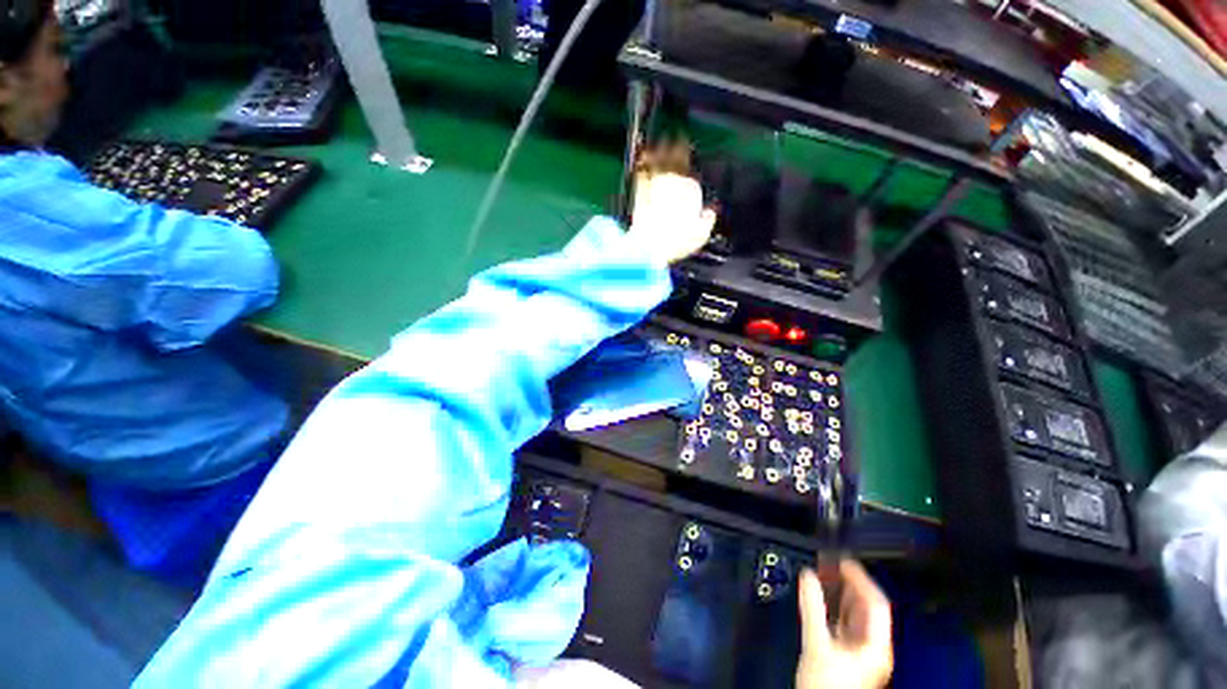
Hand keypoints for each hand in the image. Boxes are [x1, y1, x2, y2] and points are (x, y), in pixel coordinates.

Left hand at [627, 144, 715, 264]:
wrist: (649, 246)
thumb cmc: (677, 242)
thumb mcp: (700, 235)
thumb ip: (707, 220)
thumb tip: (710, 212)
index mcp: (692, 192)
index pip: (692, 173)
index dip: (690, 163)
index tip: (688, 152)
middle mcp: (674, 183)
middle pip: (676, 161)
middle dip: (676, 148)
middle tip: (675, 136)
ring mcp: (655, 185)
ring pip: (659, 162)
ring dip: (659, 150)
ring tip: (659, 142)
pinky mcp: (639, 192)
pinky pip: (642, 172)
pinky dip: (642, 163)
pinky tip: (641, 158)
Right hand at [796, 560, 892, 688]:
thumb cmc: (826, 684)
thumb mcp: (817, 644)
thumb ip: (813, 608)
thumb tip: (807, 574)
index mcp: (875, 644)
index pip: (876, 603)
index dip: (861, 579)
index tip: (842, 560)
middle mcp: (873, 646)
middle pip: (867, 608)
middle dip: (849, 583)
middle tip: (829, 563)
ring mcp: (861, 652)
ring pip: (856, 615)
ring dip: (842, 593)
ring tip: (824, 575)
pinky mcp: (848, 656)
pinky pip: (846, 624)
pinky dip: (835, 608)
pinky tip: (822, 599)